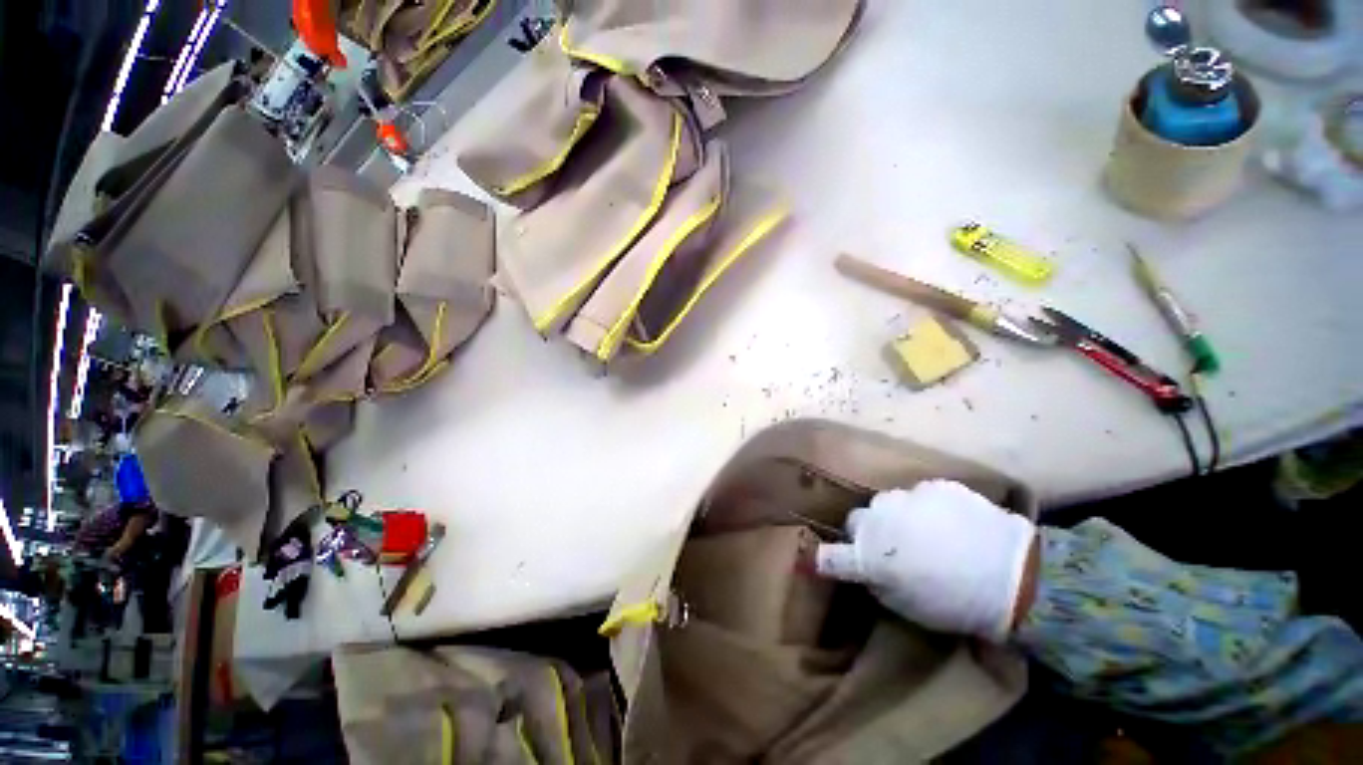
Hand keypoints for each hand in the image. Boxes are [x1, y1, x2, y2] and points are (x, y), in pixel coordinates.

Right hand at [815, 480, 1036, 642]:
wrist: (1015, 576)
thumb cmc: (956, 602)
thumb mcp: (908, 606)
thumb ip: (876, 582)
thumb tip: (863, 569)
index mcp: (871, 555)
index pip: (831, 555)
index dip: (822, 557)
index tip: (815, 558)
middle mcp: (880, 518)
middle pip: (859, 519)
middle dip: (870, 531)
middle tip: (893, 546)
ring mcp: (907, 497)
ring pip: (889, 503)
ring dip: (897, 516)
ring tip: (926, 532)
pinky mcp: (935, 485)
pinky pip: (920, 495)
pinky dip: (927, 507)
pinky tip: (951, 522)